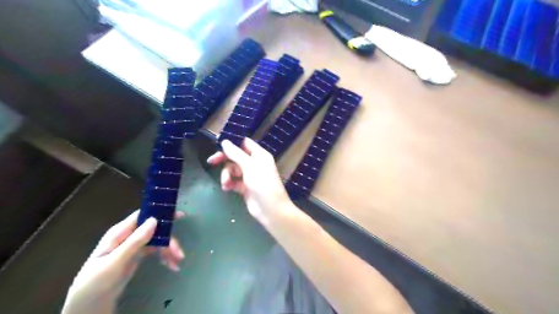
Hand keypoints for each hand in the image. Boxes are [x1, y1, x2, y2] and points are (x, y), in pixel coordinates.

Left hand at [63, 210, 185, 311]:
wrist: (87, 307)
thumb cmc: (95, 283)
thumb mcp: (115, 263)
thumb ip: (134, 241)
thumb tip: (154, 220)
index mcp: (120, 233)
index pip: (143, 216)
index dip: (161, 213)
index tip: (179, 215)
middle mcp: (128, 236)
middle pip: (155, 230)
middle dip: (169, 240)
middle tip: (180, 253)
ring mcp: (134, 246)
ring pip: (158, 241)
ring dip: (169, 250)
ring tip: (176, 263)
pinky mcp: (137, 256)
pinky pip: (156, 251)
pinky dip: (165, 256)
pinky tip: (171, 265)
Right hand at [204, 138, 292, 223]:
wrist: (271, 210)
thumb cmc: (263, 185)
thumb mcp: (250, 167)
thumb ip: (236, 154)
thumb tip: (225, 142)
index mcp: (259, 155)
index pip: (244, 143)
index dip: (232, 144)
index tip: (219, 146)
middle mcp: (255, 163)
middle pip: (236, 156)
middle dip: (225, 160)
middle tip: (212, 161)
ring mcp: (250, 176)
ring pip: (233, 169)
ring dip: (226, 174)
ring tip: (226, 183)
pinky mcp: (245, 187)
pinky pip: (233, 181)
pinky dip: (229, 183)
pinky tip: (226, 188)